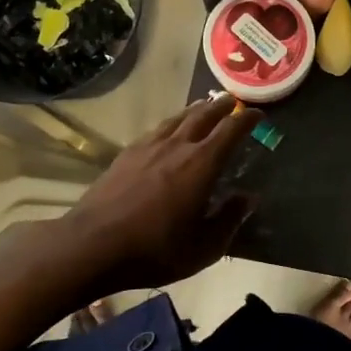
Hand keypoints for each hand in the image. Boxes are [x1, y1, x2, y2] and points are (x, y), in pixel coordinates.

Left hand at [59, 92, 259, 294]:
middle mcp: (177, 146)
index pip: (231, 130)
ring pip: (178, 118)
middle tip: (232, 101)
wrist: (92, 245)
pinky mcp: (126, 154)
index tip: (258, 114)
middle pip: (203, 115)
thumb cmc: (155, 249)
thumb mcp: (203, 247)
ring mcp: (148, 147)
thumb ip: (229, 220)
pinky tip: (169, 130)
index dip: (247, 119)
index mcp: (201, 164)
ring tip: (204, 107)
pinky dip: (171, 123)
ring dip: (196, 110)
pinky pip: (157, 129)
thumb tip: (249, 198)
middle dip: (221, 106)